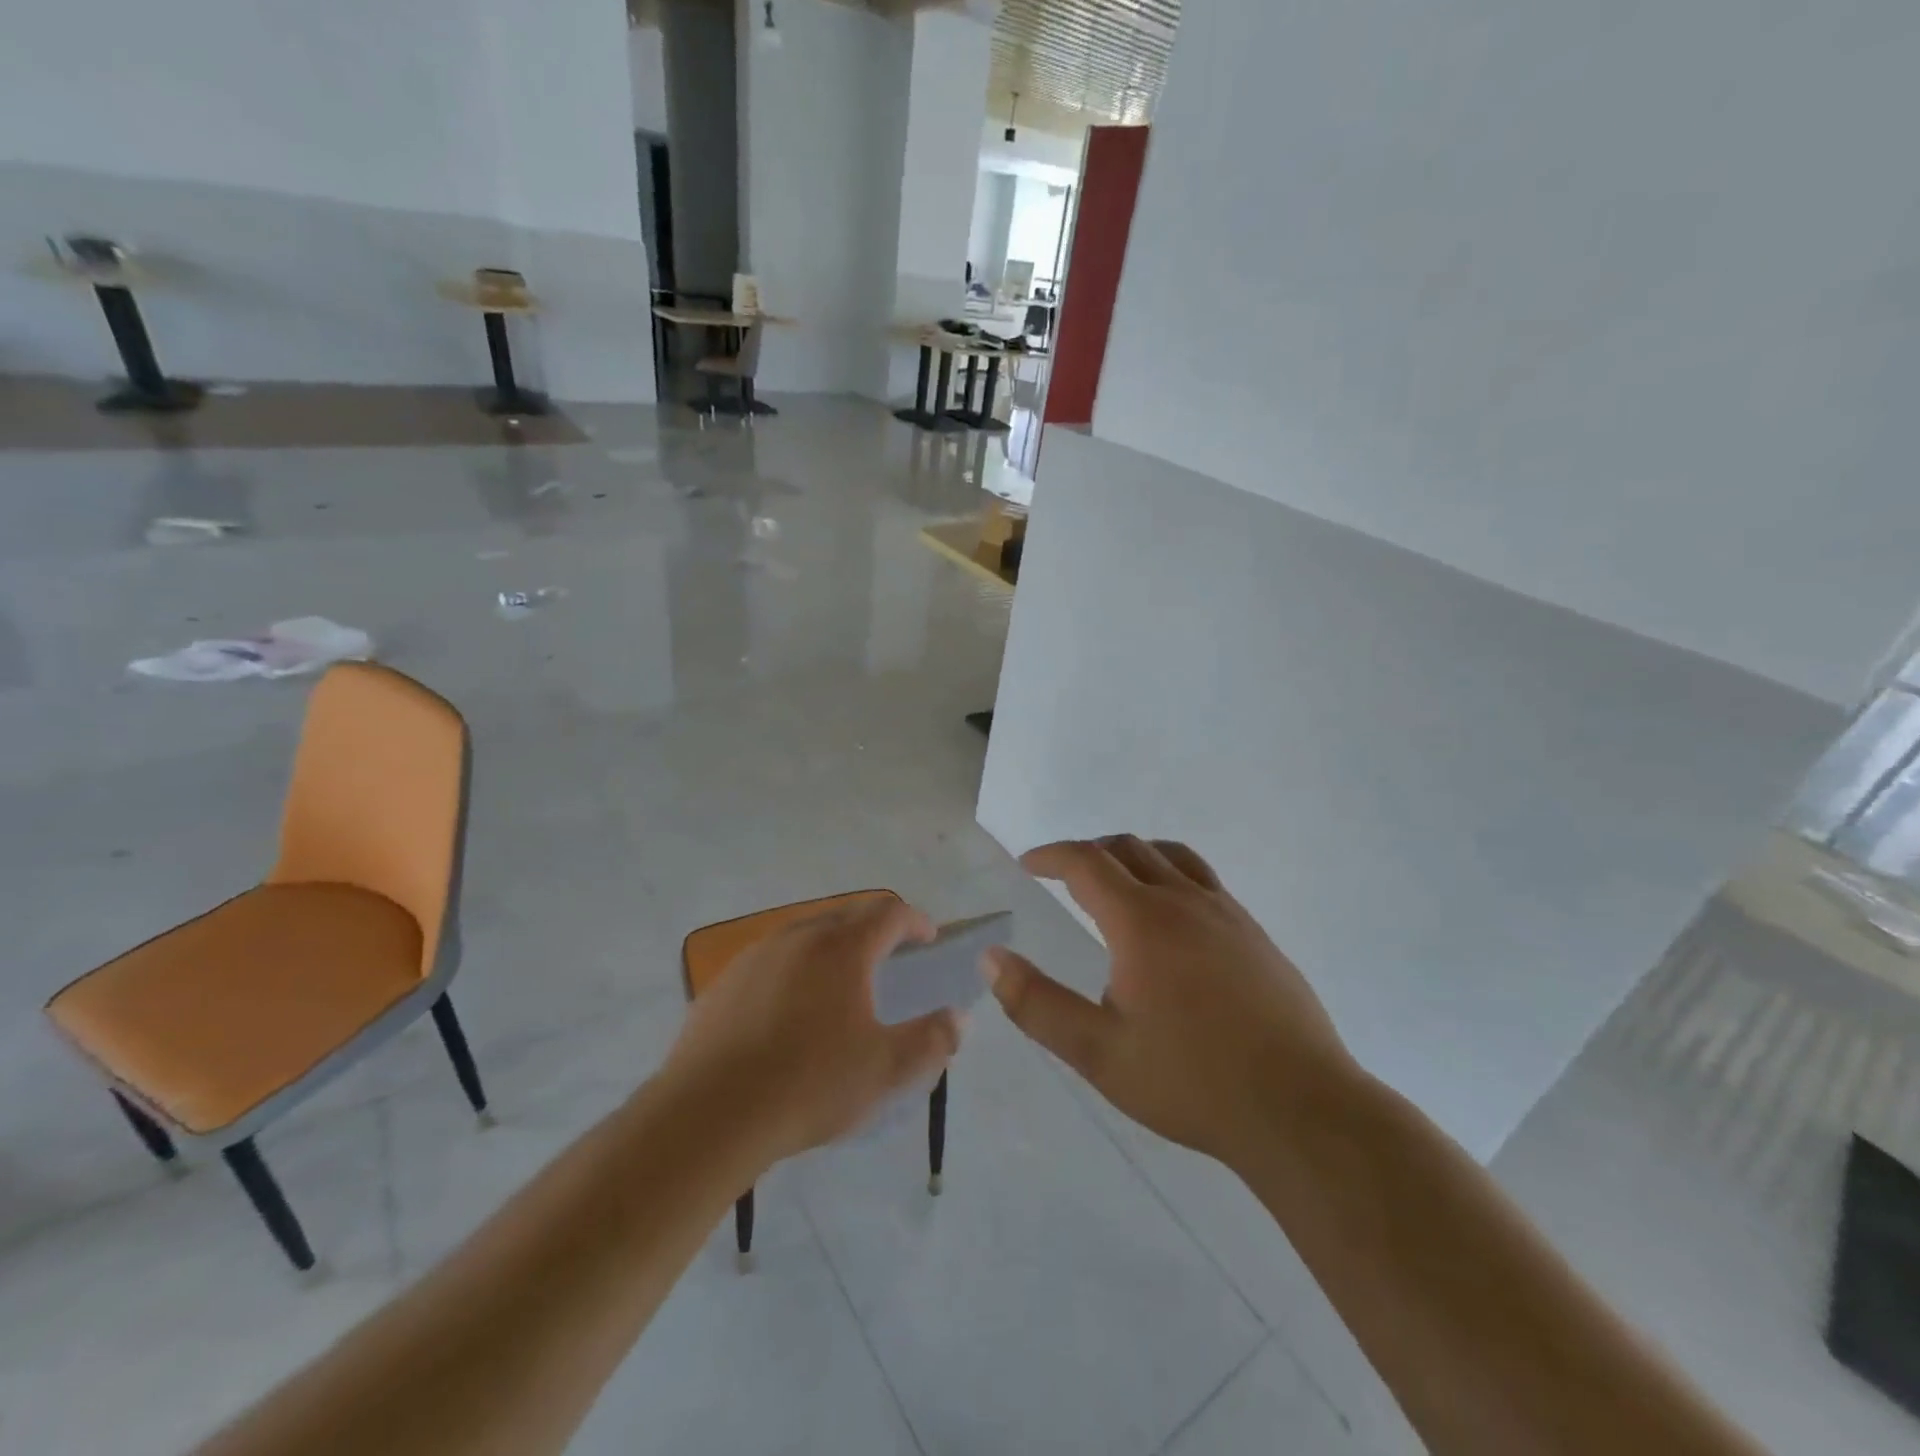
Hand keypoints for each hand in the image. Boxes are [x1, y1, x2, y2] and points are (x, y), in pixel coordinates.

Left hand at [663, 896, 962, 1165]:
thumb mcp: (886, 1070)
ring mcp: (756, 956)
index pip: (889, 913)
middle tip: (890, 960)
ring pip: (805, 936)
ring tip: (840, 986)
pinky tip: (788, 1013)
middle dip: (875, 931)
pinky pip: (771, 962)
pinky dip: (793, 971)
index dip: (915, 921)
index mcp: (843, 948)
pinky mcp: (724, 982)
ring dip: (832, 949)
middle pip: (846, 917)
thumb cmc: (809, 1085)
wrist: (709, 1114)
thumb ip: (931, 1040)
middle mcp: (799, 937)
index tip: (928, 939)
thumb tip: (957, 1018)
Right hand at [987, 836, 1354, 1165]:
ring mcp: (1228, 914)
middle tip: (1062, 875)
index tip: (1029, 865)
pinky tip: (1171, 920)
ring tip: (1114, 882)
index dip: (1051, 855)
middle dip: (1088, 852)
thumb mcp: (1099, 1053)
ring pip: (1171, 857)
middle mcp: (1185, 901)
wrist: (1301, 1110)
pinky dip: (1170, 876)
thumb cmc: (1192, 1081)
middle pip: (1128, 848)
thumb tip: (992, 959)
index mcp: (1143, 921)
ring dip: (1132, 856)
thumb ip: (1038, 1004)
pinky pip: (1204, 881)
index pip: (1087, 862)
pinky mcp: (1256, 935)